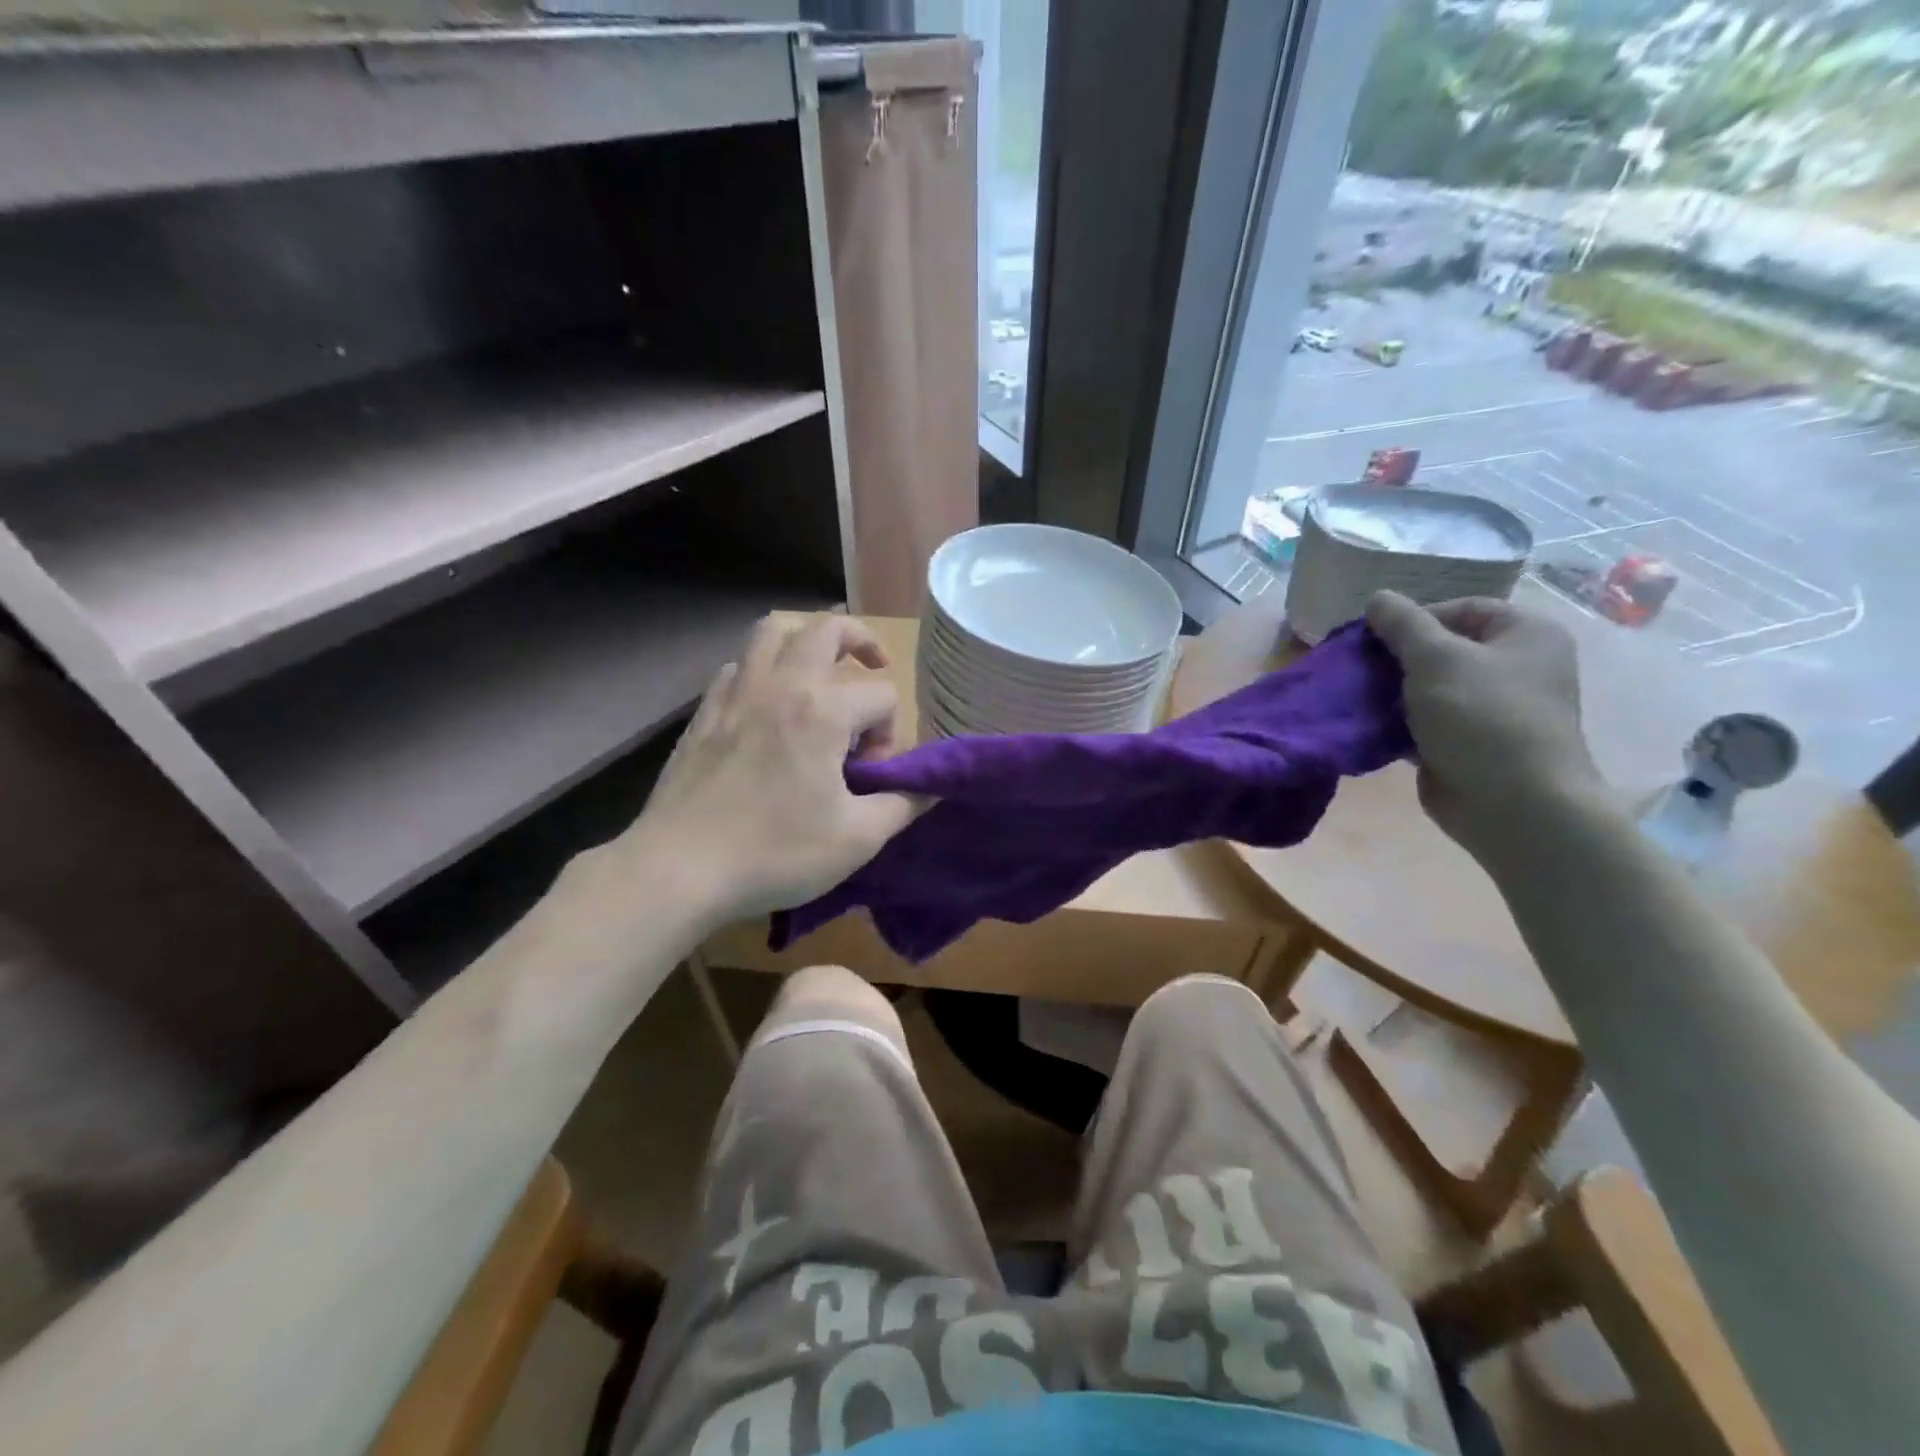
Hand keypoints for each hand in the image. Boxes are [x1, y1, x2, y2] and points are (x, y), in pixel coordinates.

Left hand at [618, 615, 923, 926]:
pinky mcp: (703, 714)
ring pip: (771, 631)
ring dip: (805, 637)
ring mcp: (735, 695)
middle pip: (826, 629)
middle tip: (875, 665)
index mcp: (822, 711)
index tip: (873, 776)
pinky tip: (767, 705)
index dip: (891, 732)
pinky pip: (738, 667)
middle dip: (861, 640)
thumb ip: (903, 805)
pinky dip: (761, 670)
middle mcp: (780, 686)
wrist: (679, 869)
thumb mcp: (857, 839)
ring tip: (821, 666)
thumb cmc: (776, 853)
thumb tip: (933, 789)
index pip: (881, 694)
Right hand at [1365, 590, 1602, 860]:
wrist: (1512, 804)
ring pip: (1429, 686)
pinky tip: (1370, 726)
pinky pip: (1426, 721)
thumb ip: (1402, 624)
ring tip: (1358, 697)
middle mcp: (1516, 666)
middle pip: (1442, 648)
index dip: (1413, 619)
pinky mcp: (1469, 743)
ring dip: (1392, 691)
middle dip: (1397, 658)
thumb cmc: (1482, 717)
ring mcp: (1493, 708)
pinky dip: (1399, 722)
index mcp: (1525, 634)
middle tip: (1359, 669)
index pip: (1460, 608)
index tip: (1373, 640)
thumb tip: (1377, 598)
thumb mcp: (1436, 658)